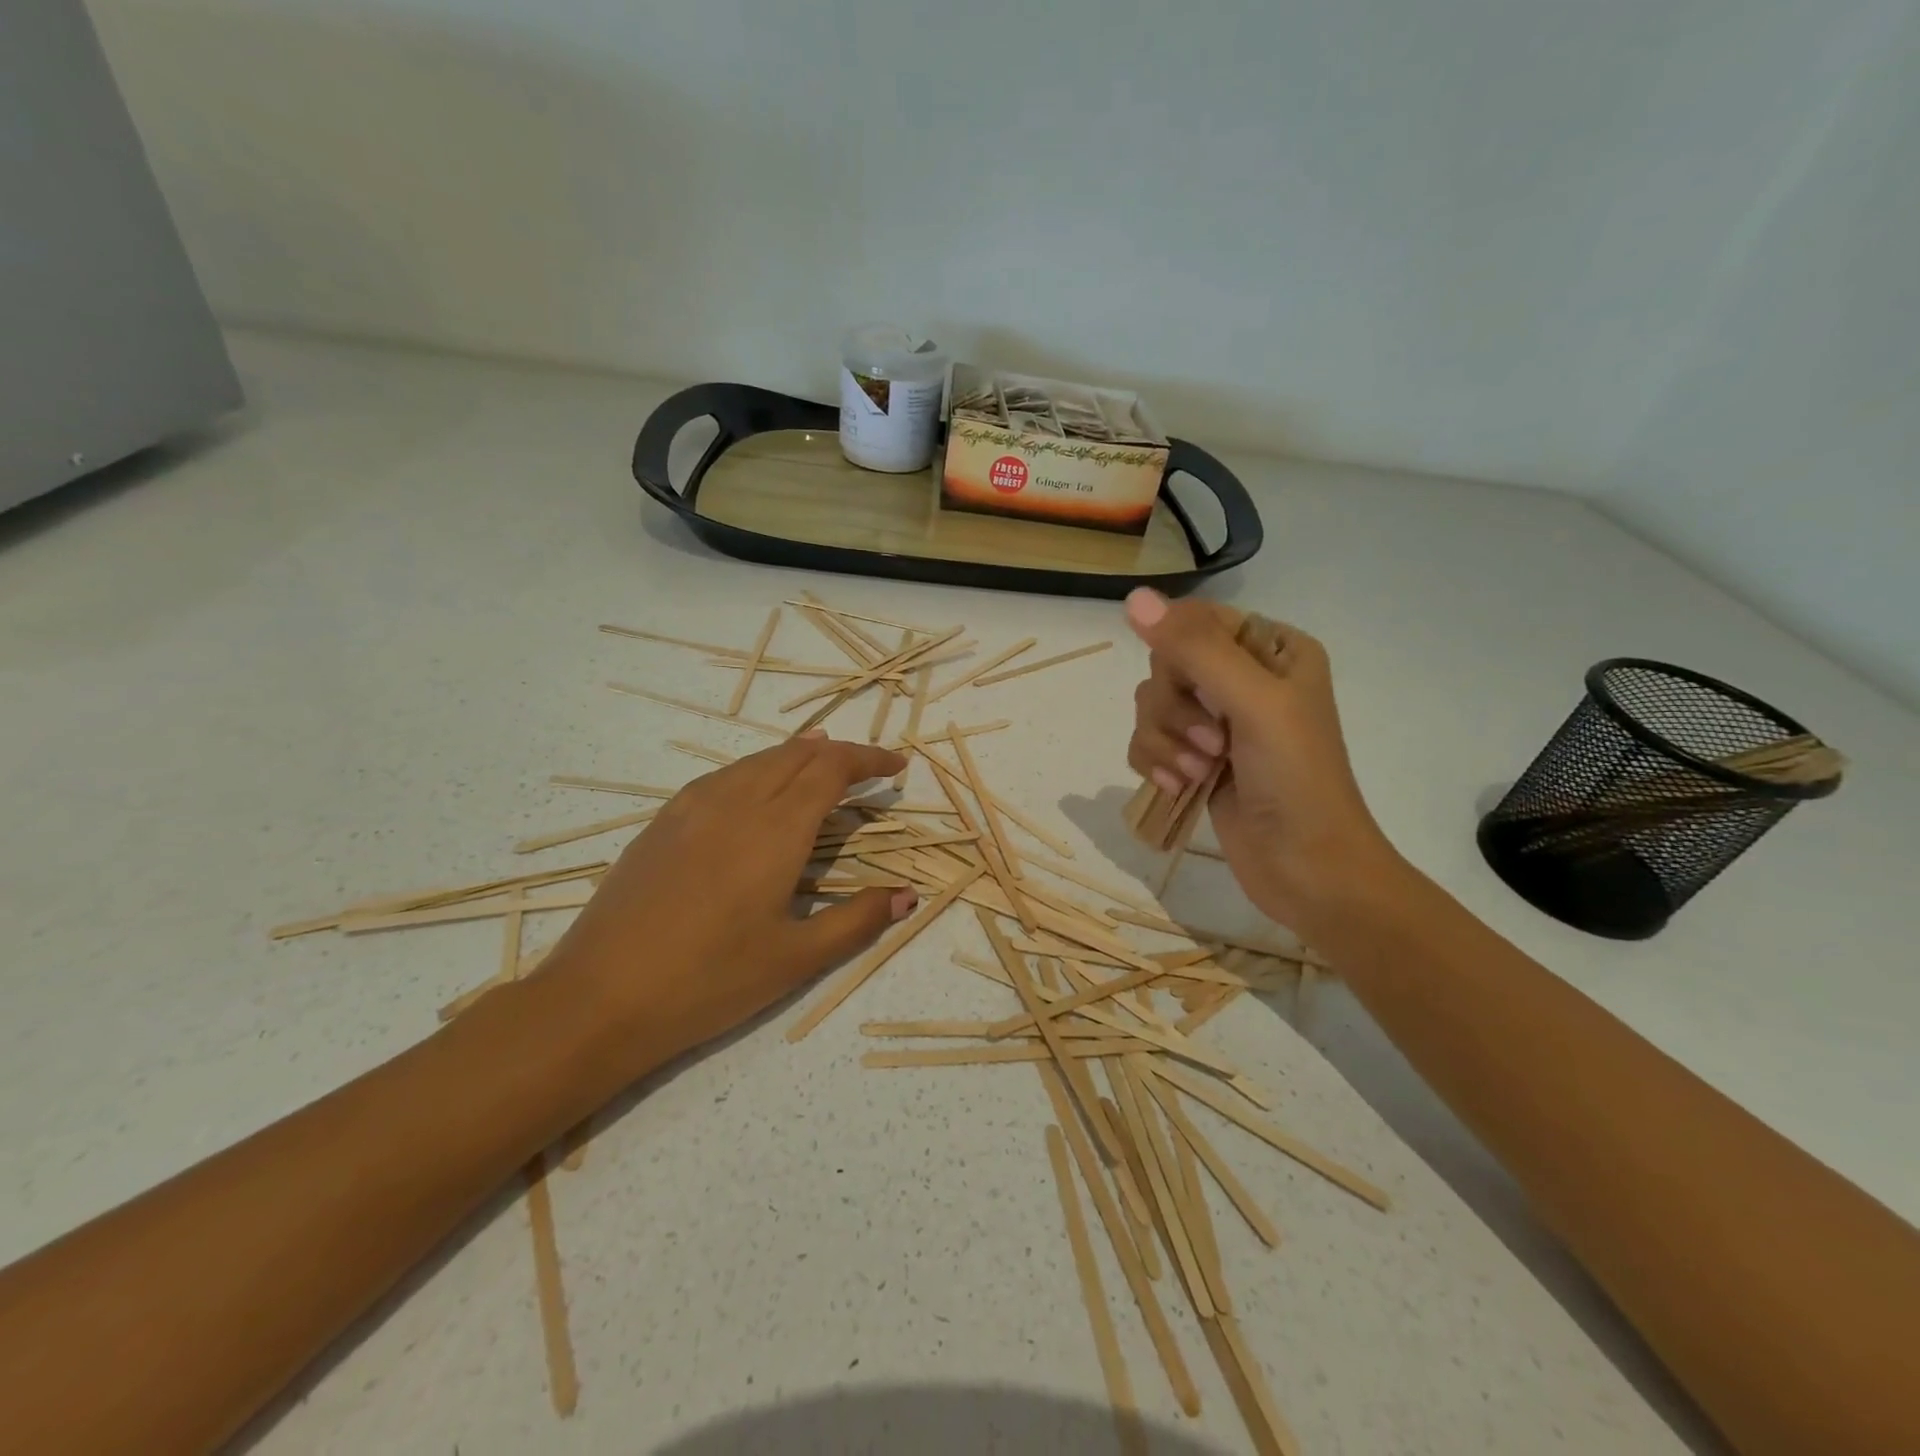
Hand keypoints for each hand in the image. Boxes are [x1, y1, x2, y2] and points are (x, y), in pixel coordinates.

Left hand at [547, 733, 916, 1070]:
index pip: (832, 769)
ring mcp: (691, 807)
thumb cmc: (710, 981)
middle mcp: (736, 802)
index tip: (896, 768)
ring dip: (796, 755)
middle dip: (838, 752)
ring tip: (820, 758)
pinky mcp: (662, 822)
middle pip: (796, 754)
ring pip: (756, 760)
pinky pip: (723, 776)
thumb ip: (858, 920)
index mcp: (775, 829)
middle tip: (866, 769)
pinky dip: (756, 768)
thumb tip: (908, 894)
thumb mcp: (796, 959)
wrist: (598, 998)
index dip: (868, 760)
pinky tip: (755, 789)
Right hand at [1123, 589, 1398, 939]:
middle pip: (1166, 665)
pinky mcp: (1195, 759)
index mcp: (1273, 650)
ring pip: (1151, 706)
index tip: (1195, 690)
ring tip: (1199, 773)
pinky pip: (1147, 741)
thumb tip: (1133, 596)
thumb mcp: (1253, 703)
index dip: (1180, 655)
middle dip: (1175, 709)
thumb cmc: (1297, 779)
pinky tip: (1180, 787)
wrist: (1307, 869)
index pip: (1197, 622)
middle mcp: (1243, 679)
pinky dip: (1156, 763)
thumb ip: (1194, 648)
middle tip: (1211, 744)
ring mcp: (1217, 722)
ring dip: (1166, 742)